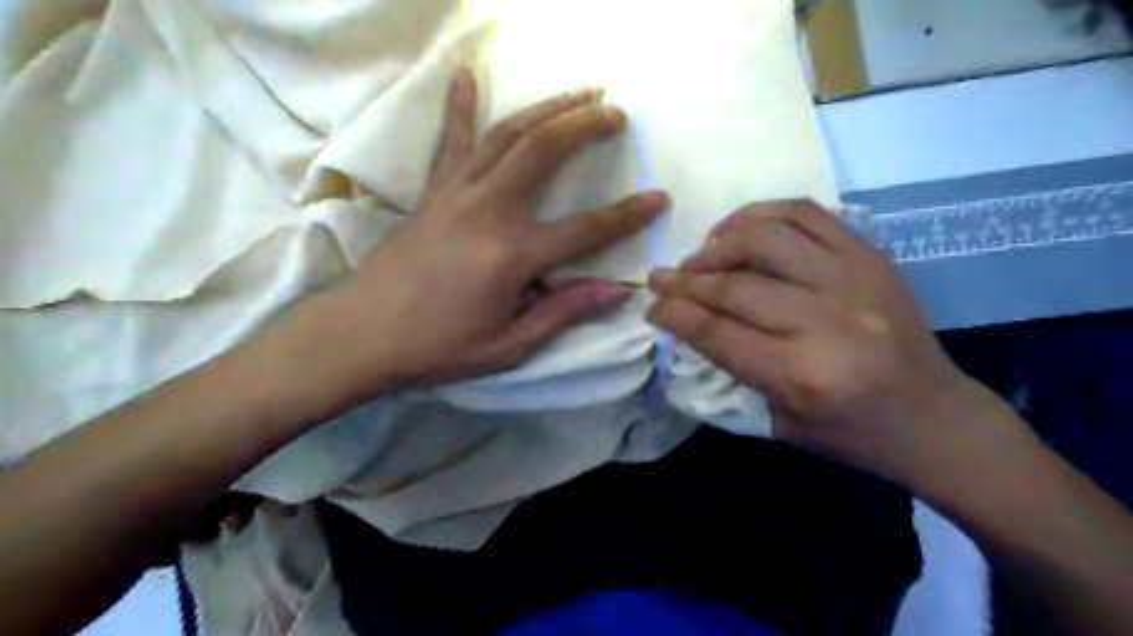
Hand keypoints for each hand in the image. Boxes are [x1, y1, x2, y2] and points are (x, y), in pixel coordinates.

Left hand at [288, 66, 666, 407]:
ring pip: (507, 135)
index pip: (586, 229)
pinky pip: (451, 141)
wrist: (364, 333)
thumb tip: (615, 290)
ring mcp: (456, 194)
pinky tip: (468, 74)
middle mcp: (487, 211)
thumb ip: (563, 312)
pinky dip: (461, 104)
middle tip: (615, 112)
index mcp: (512, 256)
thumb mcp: (510, 345)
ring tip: (577, 92)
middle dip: (585, 126)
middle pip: (544, 152)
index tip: (659, 197)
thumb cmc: (440, 346)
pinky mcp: (432, 192)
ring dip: (546, 108)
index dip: (628, 215)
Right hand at [646, 198, 983, 480]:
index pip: (717, 332)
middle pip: (735, 285)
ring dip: (719, 244)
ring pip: (765, 239)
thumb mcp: (779, 423)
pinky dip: (762, 214)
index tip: (652, 305)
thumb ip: (731, 370)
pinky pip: (806, 215)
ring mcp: (854, 280)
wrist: (934, 417)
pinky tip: (739, 230)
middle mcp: (827, 321)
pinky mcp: (870, 257)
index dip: (675, 314)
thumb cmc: (850, 433)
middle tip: (661, 279)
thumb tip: (689, 323)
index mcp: (802, 375)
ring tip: (700, 256)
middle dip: (686, 281)